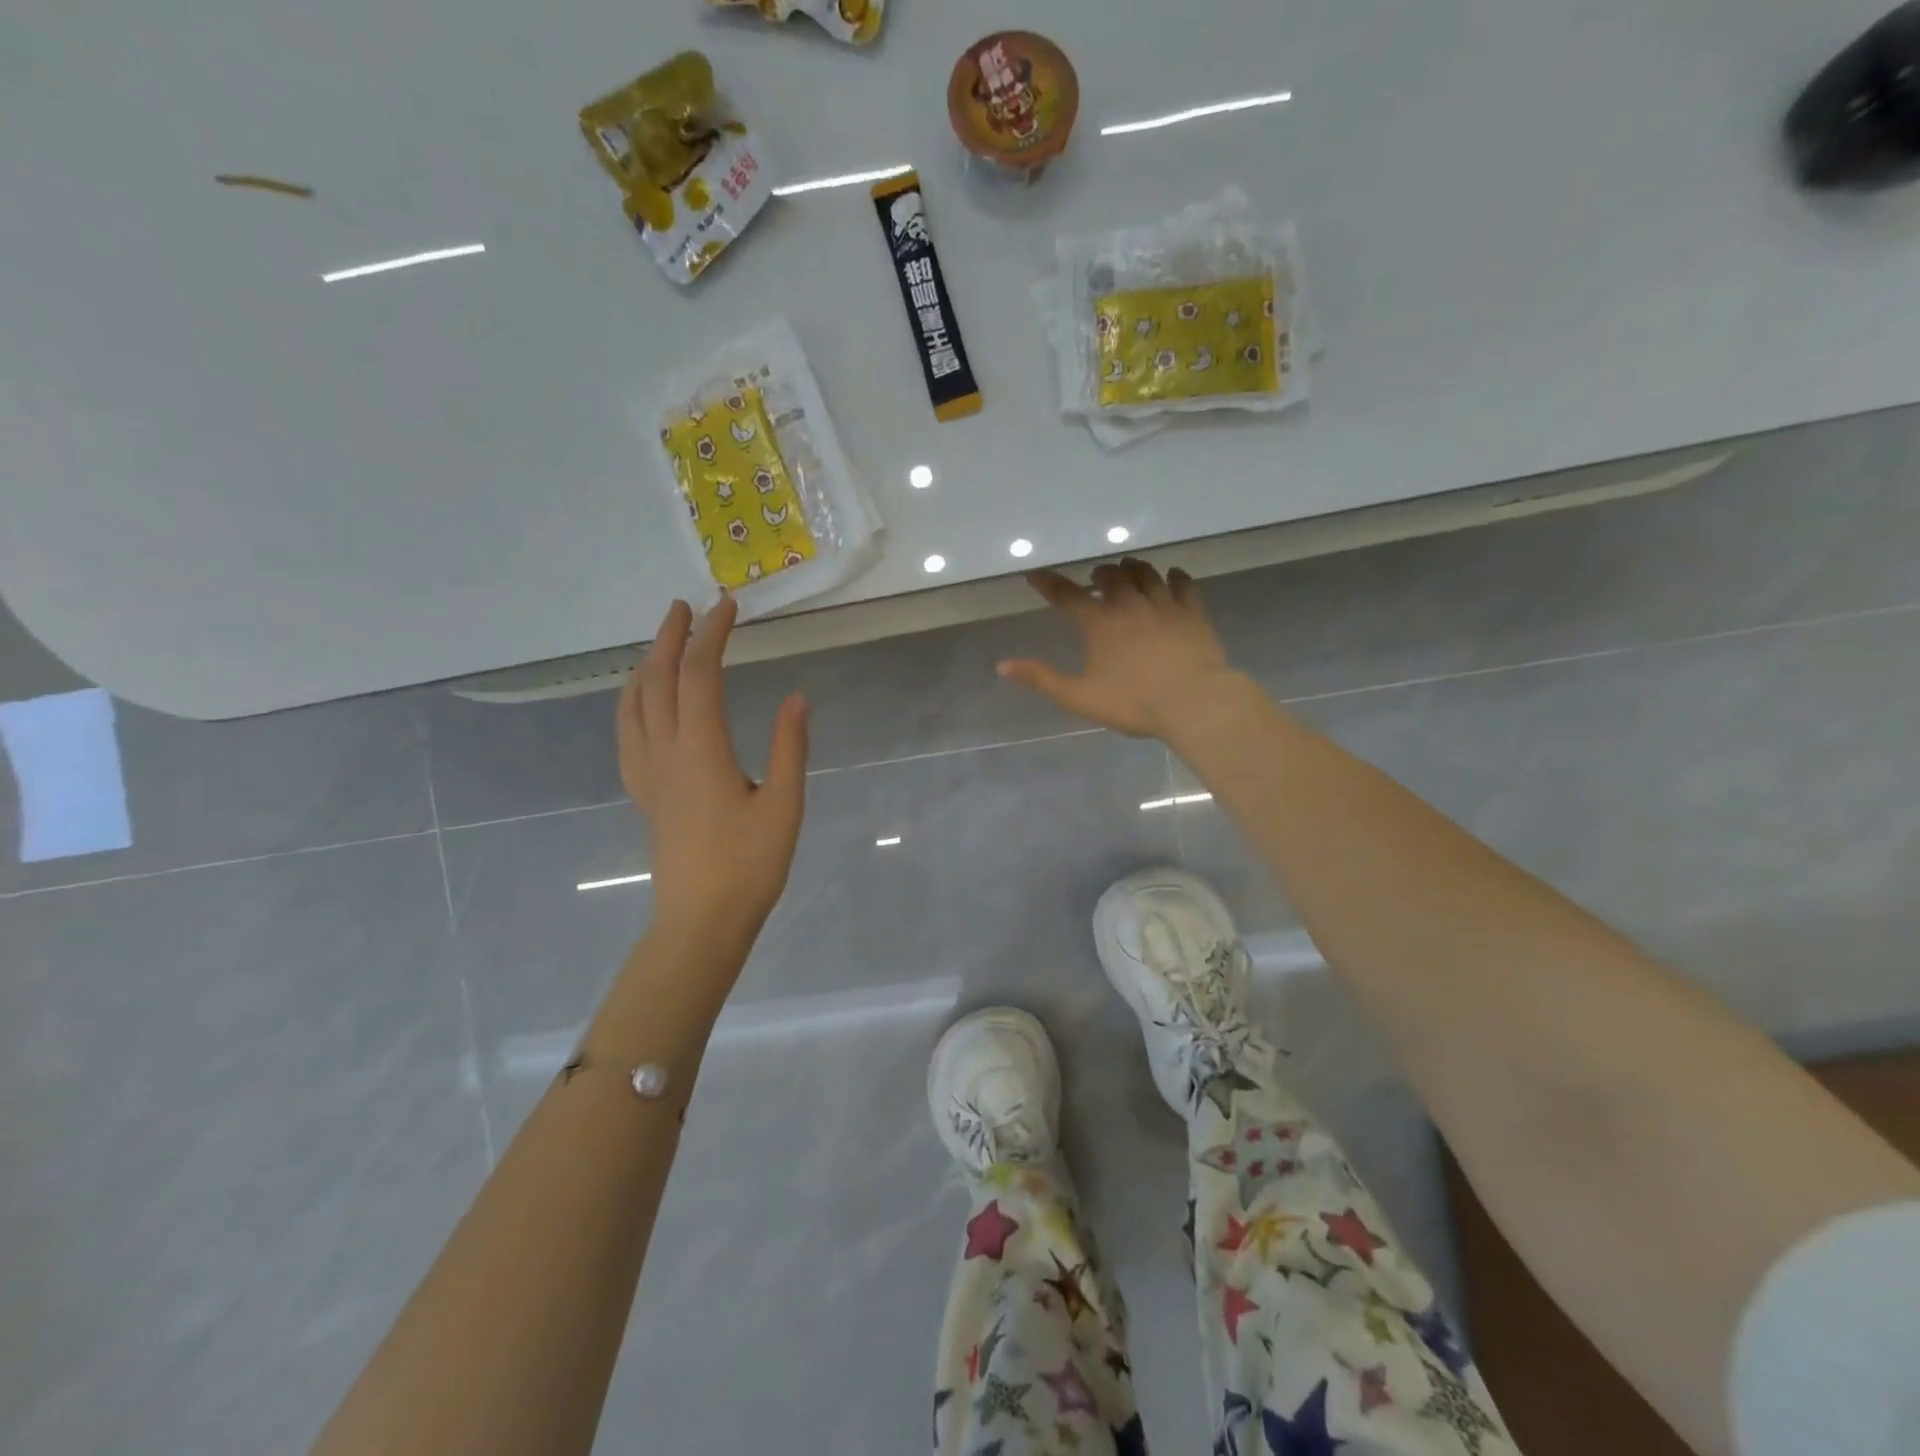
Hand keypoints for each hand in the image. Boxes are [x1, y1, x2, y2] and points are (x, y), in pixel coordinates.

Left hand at [617, 596, 807, 944]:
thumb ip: (790, 747)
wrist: (701, 921)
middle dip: (670, 638)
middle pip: (658, 680)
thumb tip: (797, 697)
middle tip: (685, 607)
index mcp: (701, 750)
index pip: (700, 675)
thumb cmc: (749, 865)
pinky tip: (642, 705)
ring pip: (633, 705)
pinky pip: (627, 734)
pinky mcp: (645, 794)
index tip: (727, 606)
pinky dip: (631, 703)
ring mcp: (648, 775)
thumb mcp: (784, 805)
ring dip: (646, 666)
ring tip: (661, 645)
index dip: (712, 635)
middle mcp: (665, 753)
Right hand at [997, 559, 1238, 739]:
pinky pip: (1184, 585)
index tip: (1035, 574)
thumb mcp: (1079, 697)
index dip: (1049, 583)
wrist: (1193, 702)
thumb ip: (1041, 679)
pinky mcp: (1193, 614)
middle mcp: (1130, 606)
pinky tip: (1172, 575)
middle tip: (1095, 579)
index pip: (1068, 596)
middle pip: (1111, 577)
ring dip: (1133, 569)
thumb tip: (1003, 665)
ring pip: (1146, 574)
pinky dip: (1175, 576)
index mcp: (1100, 624)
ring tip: (1127, 569)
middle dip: (1099, 574)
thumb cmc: (1133, 702)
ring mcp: (1165, 606)